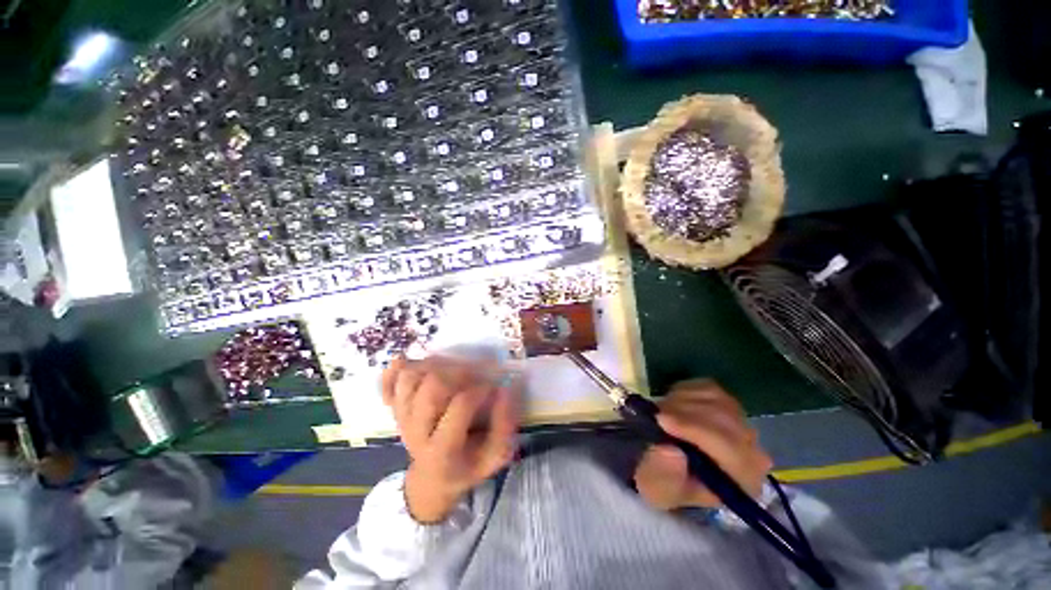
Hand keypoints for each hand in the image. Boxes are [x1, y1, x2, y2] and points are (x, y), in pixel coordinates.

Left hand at [382, 356, 518, 523]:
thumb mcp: (494, 457)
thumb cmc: (467, 466)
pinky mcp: (395, 410)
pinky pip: (388, 383)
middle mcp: (416, 432)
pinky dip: (397, 368)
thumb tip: (505, 389)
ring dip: (433, 366)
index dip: (481, 390)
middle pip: (432, 387)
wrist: (432, 480)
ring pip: (410, 378)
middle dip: (459, 373)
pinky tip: (411, 362)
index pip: (460, 406)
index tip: (493, 388)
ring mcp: (402, 419)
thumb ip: (504, 425)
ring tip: (452, 369)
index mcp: (443, 451)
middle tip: (473, 375)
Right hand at [633, 379, 771, 510]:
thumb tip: (672, 453)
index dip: (694, 430)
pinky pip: (707, 387)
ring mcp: (741, 422)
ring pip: (715, 399)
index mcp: (743, 481)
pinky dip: (686, 391)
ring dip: (682, 402)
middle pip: (724, 419)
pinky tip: (674, 405)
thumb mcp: (658, 490)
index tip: (661, 421)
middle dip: (684, 413)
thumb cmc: (665, 482)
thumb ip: (665, 476)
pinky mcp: (727, 402)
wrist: (667, 465)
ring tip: (662, 413)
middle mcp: (753, 452)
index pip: (730, 449)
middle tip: (656, 414)